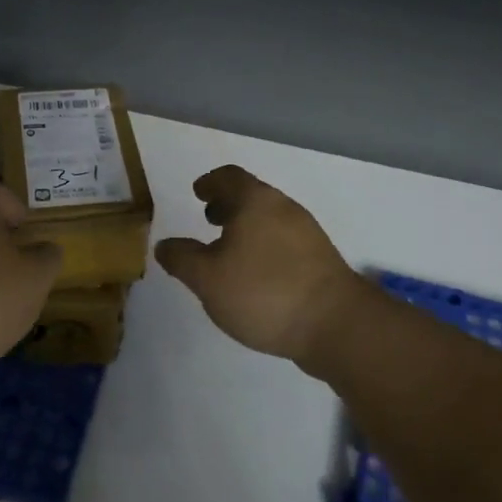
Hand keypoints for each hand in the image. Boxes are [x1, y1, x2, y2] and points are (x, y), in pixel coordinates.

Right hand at [154, 165, 372, 370]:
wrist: (336, 324)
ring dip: (247, 227)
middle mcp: (284, 208)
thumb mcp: (207, 279)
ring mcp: (308, 233)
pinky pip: (285, 241)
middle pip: (252, 195)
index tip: (198, 192)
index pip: (229, 177)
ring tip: (229, 251)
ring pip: (270, 218)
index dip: (209, 182)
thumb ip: (182, 259)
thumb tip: (164, 245)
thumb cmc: (263, 292)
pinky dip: (265, 245)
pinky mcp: (321, 259)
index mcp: (255, 202)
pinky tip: (257, 275)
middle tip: (209, 220)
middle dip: (228, 205)